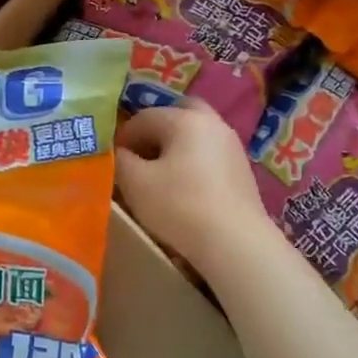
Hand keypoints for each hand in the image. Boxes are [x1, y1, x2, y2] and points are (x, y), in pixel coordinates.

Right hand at [115, 98, 275, 272]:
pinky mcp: (243, 170)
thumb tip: (119, 153)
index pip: (143, 117)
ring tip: (162, 176)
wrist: (235, 242)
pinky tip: (186, 189)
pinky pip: (210, 154)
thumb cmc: (179, 206)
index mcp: (184, 119)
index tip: (114, 162)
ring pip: (196, 134)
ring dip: (176, 147)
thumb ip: (119, 160)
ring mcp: (232, 146)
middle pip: (178, 114)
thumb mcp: (135, 183)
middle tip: (142, 157)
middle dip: (156, 132)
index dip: (123, 138)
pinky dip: (194, 162)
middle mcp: (212, 123)